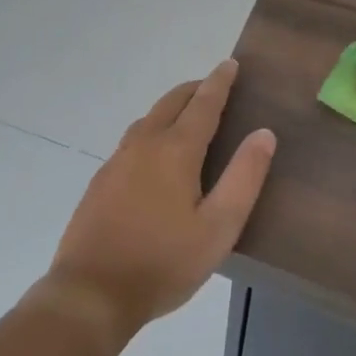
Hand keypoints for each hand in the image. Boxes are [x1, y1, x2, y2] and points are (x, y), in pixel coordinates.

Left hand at [41, 60, 275, 342]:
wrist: (91, 292)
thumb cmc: (163, 262)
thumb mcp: (218, 228)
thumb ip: (244, 178)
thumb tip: (264, 133)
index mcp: (175, 150)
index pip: (203, 104)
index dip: (219, 82)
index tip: (230, 64)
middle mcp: (144, 144)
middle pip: (171, 103)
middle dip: (194, 89)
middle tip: (214, 86)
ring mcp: (117, 160)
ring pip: (148, 118)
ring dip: (171, 107)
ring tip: (188, 114)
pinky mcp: (101, 180)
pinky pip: (133, 139)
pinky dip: (152, 129)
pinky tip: (154, 153)